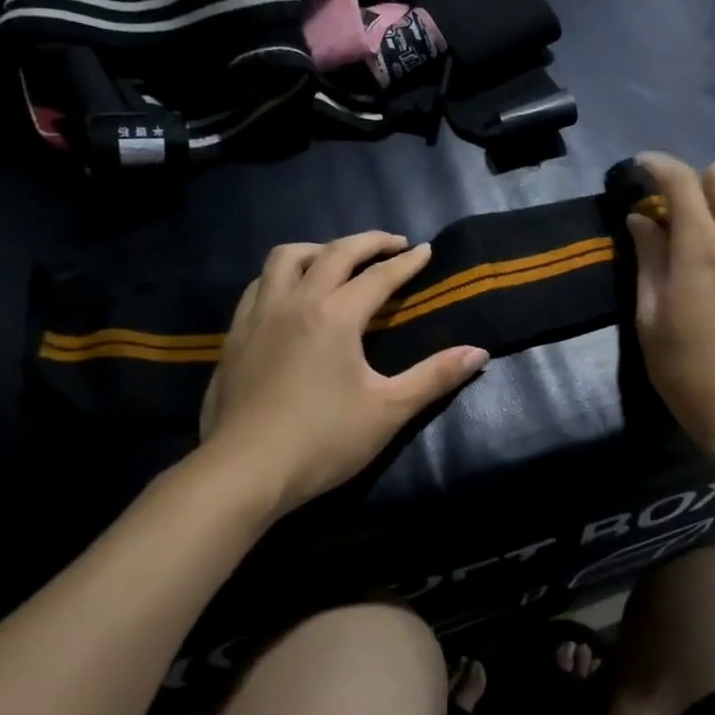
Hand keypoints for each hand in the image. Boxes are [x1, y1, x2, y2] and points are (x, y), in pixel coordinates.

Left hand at [199, 231, 489, 517]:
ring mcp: (259, 315)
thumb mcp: (388, 411)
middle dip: (368, 242)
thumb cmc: (322, 441)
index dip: (407, 262)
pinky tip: (288, 294)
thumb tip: (479, 353)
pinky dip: (282, 275)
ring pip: (285, 258)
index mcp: (335, 315)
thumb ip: (434, 377)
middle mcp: (296, 301)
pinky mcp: (235, 335)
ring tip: (336, 258)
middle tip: (392, 243)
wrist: (244, 472)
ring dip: (318, 249)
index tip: (426, 250)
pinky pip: (259, 284)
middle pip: (334, 253)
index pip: (379, 276)